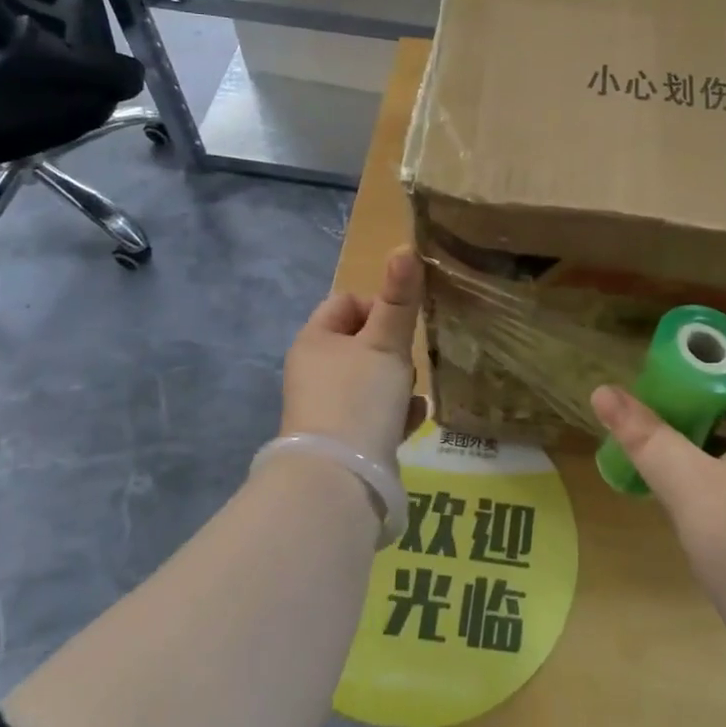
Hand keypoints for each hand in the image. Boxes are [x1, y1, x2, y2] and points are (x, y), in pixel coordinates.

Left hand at [278, 247, 425, 475]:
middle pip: (361, 342)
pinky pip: (373, 415)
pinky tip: (411, 420)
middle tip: (406, 363)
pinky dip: (393, 414)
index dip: (377, 305)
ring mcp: (326, 407)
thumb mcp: (385, 343)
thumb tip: (404, 247)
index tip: (400, 324)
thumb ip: (399, 298)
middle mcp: (314, 370)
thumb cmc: (359, 396)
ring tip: (410, 395)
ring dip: (396, 383)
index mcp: (314, 340)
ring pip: (370, 379)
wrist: (340, 479)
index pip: (346, 302)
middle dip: (391, 349)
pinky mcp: (342, 439)